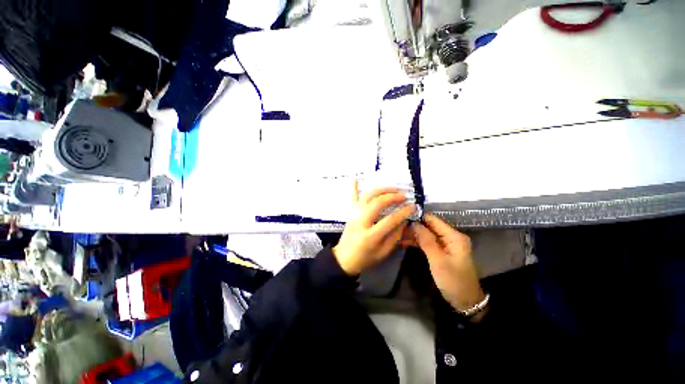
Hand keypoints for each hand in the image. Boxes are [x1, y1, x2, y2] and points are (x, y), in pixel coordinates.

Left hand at [333, 181, 414, 275]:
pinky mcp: (350, 213)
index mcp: (370, 236)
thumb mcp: (383, 253)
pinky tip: (355, 179)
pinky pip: (352, 198)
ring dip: (380, 190)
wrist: (344, 258)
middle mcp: (361, 222)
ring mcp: (354, 215)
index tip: (412, 207)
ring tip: (392, 189)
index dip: (403, 212)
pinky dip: (353, 188)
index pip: (389, 220)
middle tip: (403, 196)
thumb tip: (404, 221)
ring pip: (366, 197)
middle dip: (392, 197)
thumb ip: (394, 237)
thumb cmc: (365, 258)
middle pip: (376, 203)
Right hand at [406, 214, 485, 316]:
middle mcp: (451, 236)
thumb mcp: (438, 260)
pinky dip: (417, 242)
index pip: (433, 220)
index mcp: (454, 236)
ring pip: (427, 234)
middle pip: (429, 226)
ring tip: (397, 234)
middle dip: (414, 226)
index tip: (402, 217)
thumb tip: (414, 223)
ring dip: (413, 234)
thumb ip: (426, 240)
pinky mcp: (442, 251)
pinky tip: (404, 241)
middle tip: (397, 227)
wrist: (465, 301)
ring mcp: (446, 244)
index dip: (418, 217)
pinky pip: (428, 242)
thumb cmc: (453, 280)